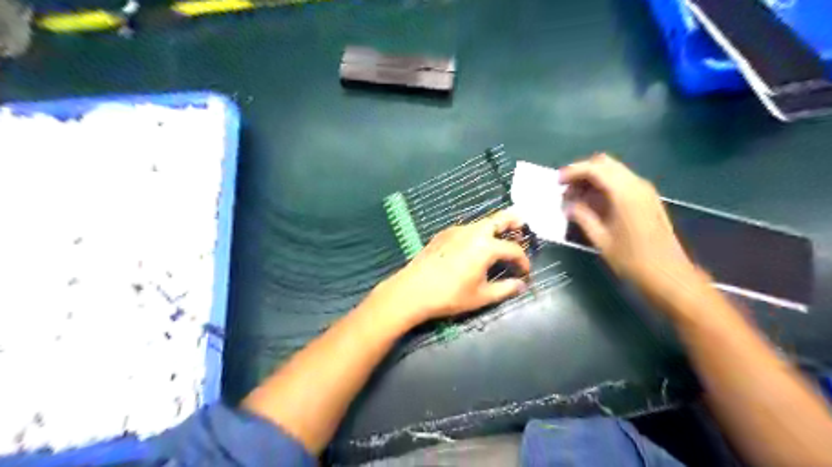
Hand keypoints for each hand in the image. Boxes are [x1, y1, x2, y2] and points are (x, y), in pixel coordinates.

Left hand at [369, 210, 528, 325]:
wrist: (413, 290)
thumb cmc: (450, 295)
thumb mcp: (481, 296)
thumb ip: (505, 289)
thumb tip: (521, 285)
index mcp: (486, 246)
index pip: (513, 249)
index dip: (523, 260)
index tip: (525, 272)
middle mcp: (473, 232)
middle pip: (499, 219)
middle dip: (513, 221)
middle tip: (522, 225)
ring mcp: (456, 230)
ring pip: (481, 223)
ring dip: (494, 228)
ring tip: (500, 238)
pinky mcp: (443, 234)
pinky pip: (467, 229)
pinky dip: (477, 233)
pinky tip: (474, 246)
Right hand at [558, 154, 700, 296]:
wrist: (669, 276)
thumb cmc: (632, 260)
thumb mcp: (601, 239)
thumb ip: (582, 217)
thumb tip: (568, 205)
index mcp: (625, 193)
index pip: (595, 168)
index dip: (573, 171)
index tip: (557, 182)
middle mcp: (637, 185)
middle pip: (605, 164)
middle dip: (583, 172)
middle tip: (566, 189)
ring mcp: (645, 191)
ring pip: (614, 171)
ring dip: (593, 179)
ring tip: (576, 198)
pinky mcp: (647, 200)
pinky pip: (622, 182)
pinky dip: (604, 186)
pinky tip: (593, 203)